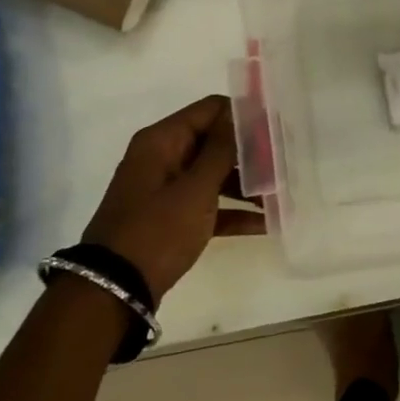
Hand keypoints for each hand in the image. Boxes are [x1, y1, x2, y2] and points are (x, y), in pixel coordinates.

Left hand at [81, 96, 264, 301]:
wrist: (113, 290)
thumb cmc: (157, 230)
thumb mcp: (195, 189)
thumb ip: (222, 149)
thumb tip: (242, 113)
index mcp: (162, 141)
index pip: (212, 109)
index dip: (246, 116)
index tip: (278, 131)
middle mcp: (163, 157)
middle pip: (216, 142)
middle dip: (252, 154)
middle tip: (286, 165)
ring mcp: (166, 188)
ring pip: (216, 175)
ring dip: (248, 184)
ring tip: (282, 196)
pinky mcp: (172, 217)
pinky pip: (209, 204)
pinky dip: (233, 211)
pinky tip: (266, 223)